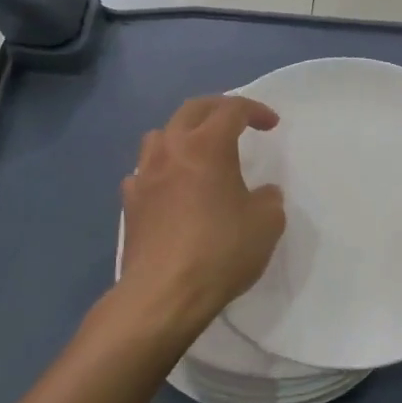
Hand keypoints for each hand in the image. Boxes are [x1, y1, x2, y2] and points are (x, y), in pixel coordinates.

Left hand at [119, 95, 285, 331]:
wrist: (164, 293)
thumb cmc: (221, 250)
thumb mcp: (267, 223)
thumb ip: (269, 199)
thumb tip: (262, 193)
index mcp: (207, 145)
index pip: (232, 109)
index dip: (255, 111)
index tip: (272, 125)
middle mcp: (171, 149)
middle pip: (192, 110)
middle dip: (218, 109)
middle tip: (238, 121)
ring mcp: (144, 175)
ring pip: (161, 135)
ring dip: (184, 134)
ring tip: (199, 151)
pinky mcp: (130, 203)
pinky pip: (145, 172)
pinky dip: (161, 170)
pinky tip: (171, 188)